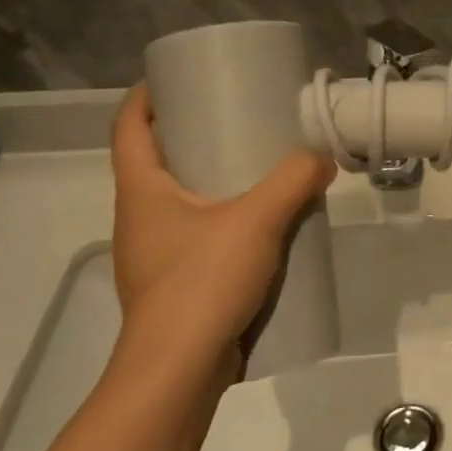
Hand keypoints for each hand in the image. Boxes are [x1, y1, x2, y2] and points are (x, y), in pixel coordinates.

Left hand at [109, 85, 335, 388]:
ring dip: (207, 179)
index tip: (178, 78)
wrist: (179, 371)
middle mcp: (138, 217)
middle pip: (154, 161)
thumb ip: (294, 181)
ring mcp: (153, 254)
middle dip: (188, 134)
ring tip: (253, 167)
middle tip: (233, 117)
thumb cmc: (202, 282)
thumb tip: (322, 157)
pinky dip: (219, 218)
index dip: (146, 96)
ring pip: (176, 200)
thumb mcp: (257, 220)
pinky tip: (258, 225)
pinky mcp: (173, 284)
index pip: (129, 127)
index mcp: (141, 191)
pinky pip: (194, 234)